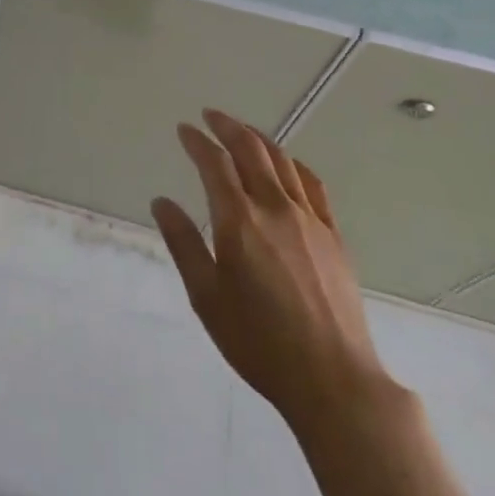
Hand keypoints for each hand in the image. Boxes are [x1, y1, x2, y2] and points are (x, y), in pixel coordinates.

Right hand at [152, 110, 391, 428]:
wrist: (333, 379)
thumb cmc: (259, 342)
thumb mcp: (207, 297)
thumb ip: (184, 244)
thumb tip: (161, 202)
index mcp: (239, 220)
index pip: (214, 163)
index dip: (197, 141)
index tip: (184, 129)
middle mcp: (274, 206)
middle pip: (250, 149)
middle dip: (227, 126)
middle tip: (210, 116)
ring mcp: (309, 218)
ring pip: (281, 160)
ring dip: (258, 138)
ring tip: (243, 132)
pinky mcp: (333, 234)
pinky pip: (312, 184)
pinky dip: (293, 164)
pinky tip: (287, 166)